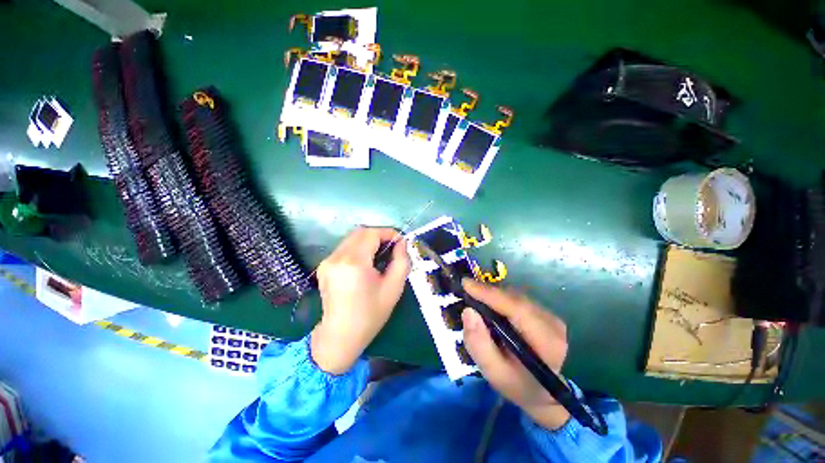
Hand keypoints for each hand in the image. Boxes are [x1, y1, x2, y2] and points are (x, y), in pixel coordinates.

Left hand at [311, 227, 409, 374]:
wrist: (340, 335)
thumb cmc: (370, 314)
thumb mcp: (394, 288)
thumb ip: (401, 260)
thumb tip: (402, 243)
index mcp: (354, 263)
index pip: (372, 233)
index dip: (388, 233)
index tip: (400, 242)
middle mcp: (337, 257)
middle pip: (360, 232)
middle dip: (379, 235)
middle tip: (391, 248)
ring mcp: (327, 261)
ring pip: (352, 238)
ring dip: (369, 241)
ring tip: (380, 255)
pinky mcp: (324, 265)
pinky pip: (345, 247)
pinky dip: (359, 248)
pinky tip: (366, 263)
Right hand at [461, 279, 570, 429]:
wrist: (540, 392)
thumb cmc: (516, 384)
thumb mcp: (493, 372)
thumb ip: (479, 344)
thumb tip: (468, 311)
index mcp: (546, 342)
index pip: (517, 308)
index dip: (489, 294)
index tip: (466, 284)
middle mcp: (553, 324)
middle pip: (515, 298)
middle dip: (488, 292)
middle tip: (465, 290)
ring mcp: (551, 316)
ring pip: (515, 295)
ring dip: (493, 294)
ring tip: (475, 298)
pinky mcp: (545, 313)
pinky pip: (517, 298)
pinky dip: (500, 298)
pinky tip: (489, 305)